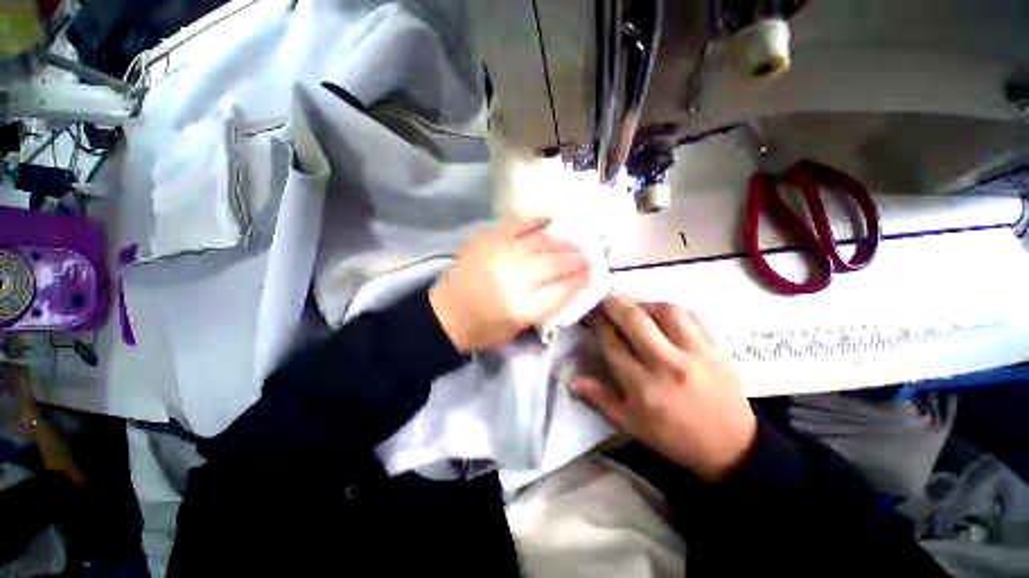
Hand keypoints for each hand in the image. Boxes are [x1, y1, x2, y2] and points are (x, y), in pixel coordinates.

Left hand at [430, 217, 590, 352]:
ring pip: (540, 243)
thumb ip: (546, 306)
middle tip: (588, 256)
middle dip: (575, 259)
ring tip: (573, 242)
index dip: (580, 281)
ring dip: (561, 242)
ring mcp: (498, 255)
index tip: (591, 274)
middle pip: (553, 264)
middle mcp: (512, 278)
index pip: (561, 291)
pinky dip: (534, 220)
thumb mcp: (518, 328)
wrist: (444, 315)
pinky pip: (515, 224)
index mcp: (521, 308)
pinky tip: (548, 219)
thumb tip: (571, 284)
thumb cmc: (482, 330)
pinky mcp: (486, 241)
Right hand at [573, 295, 756, 481]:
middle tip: (605, 297)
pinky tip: (664, 315)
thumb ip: (600, 399)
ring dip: (645, 303)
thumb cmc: (674, 438)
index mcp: (643, 387)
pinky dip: (673, 310)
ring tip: (636, 307)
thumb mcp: (631, 425)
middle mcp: (667, 364)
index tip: (591, 313)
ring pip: (665, 311)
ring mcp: (696, 353)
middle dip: (614, 303)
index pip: (613, 343)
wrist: (732, 449)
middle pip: (635, 319)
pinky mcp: (716, 349)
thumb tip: (572, 379)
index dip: (599, 324)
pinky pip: (692, 316)